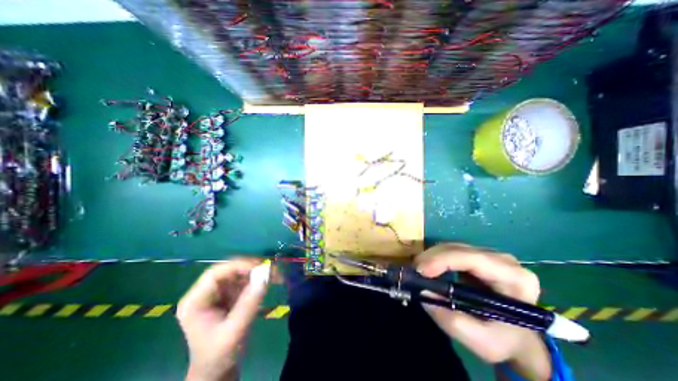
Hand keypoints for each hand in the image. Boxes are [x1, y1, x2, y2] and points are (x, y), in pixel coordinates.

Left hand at [175, 259, 269, 380]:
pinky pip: (247, 280)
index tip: (259, 267)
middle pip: (230, 270)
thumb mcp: (234, 332)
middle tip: (271, 268)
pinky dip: (260, 279)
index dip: (237, 266)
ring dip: (259, 272)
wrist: (219, 371)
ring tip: (276, 274)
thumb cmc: (220, 355)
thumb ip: (248, 305)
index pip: (215, 274)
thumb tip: (265, 277)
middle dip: (252, 267)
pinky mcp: (231, 294)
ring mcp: (220, 292)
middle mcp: (207, 292)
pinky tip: (273, 279)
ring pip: (241, 273)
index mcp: (196, 301)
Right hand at [414, 245, 548, 379]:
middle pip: (459, 249)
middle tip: (414, 271)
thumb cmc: (505, 341)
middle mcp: (503, 260)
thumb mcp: (483, 342)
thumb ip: (452, 321)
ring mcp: (489, 255)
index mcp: (514, 278)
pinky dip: (436, 258)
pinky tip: (428, 268)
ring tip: (418, 271)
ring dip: (431, 257)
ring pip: (452, 247)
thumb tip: (423, 292)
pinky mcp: (476, 256)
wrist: (517, 336)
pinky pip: (451, 251)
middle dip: (432, 258)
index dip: (443, 260)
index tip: (421, 270)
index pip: (473, 259)